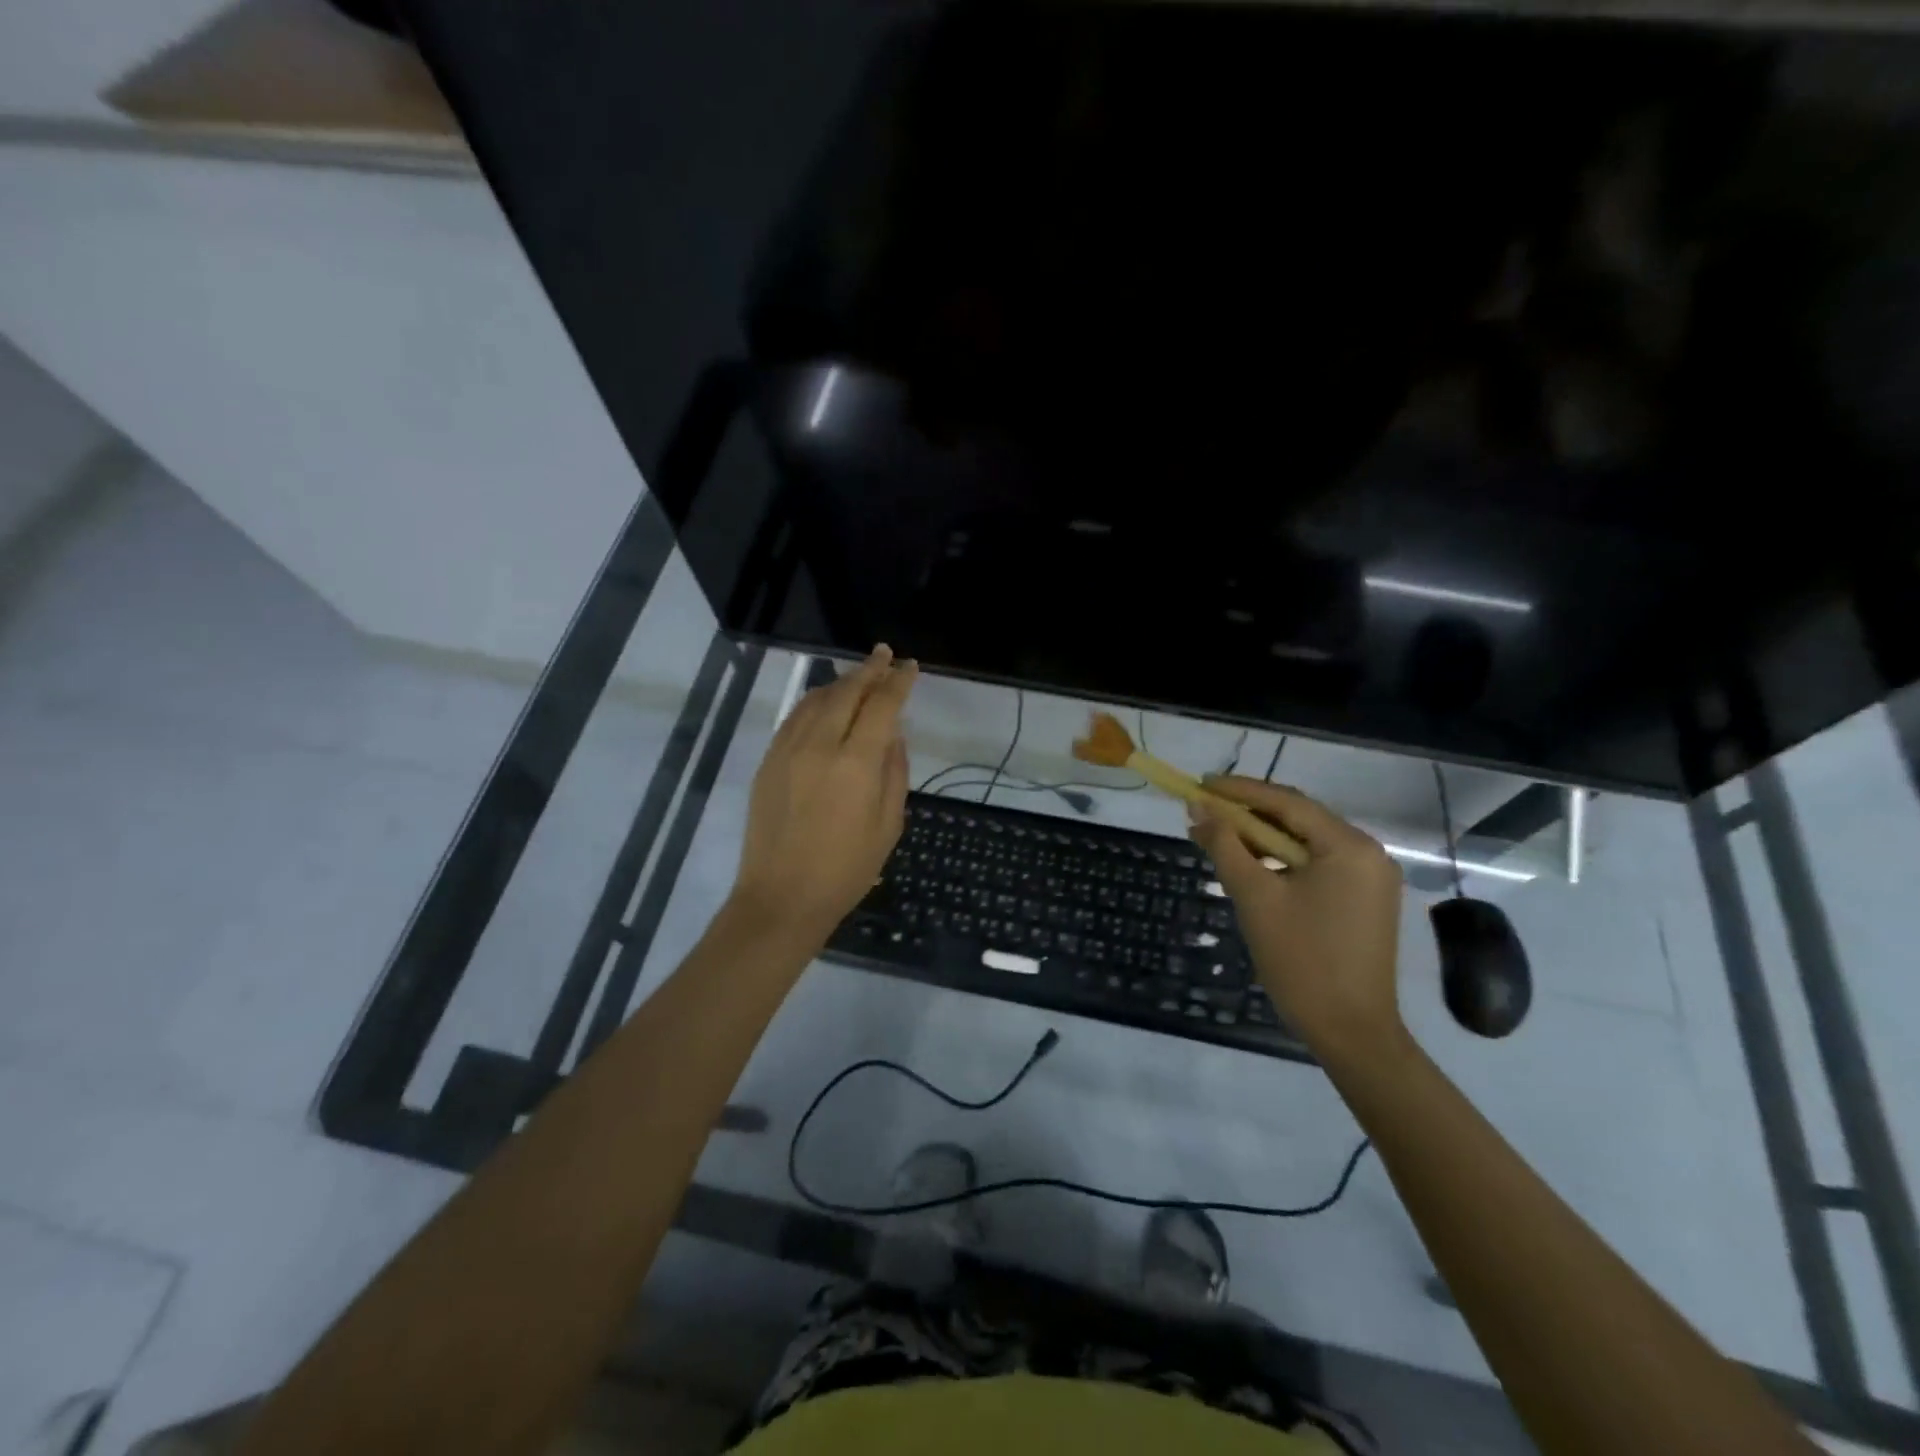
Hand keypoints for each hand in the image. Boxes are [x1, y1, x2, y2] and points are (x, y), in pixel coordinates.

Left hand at [730, 644, 917, 943]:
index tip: (910, 666)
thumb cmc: (846, 869)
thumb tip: (893, 734)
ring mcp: (788, 750)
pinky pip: (794, 717)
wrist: (782, 897)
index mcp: (856, 763)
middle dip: (869, 670)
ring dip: (840, 682)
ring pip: (816, 699)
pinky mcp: (769, 761)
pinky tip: (824, 701)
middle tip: (884, 655)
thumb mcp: (888, 825)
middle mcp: (820, 745)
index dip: (898, 682)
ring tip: (858, 675)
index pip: (882, 706)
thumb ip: (894, 772)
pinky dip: (814, 701)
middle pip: (846, 692)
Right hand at [1187, 777, 1405, 1061]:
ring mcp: (1370, 879)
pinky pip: (1317, 866)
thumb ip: (1225, 846)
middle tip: (1203, 811)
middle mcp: (1368, 853)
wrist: (1350, 1032)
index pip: (1286, 802)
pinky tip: (1251, 868)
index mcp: (1348, 846)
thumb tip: (1198, 808)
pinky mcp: (1365, 901)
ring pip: (1306, 843)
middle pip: (1299, 818)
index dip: (1239, 791)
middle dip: (1248, 814)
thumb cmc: (1301, 960)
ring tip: (1219, 839)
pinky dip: (1282, 862)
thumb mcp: (1254, 897)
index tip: (1200, 784)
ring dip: (1263, 839)